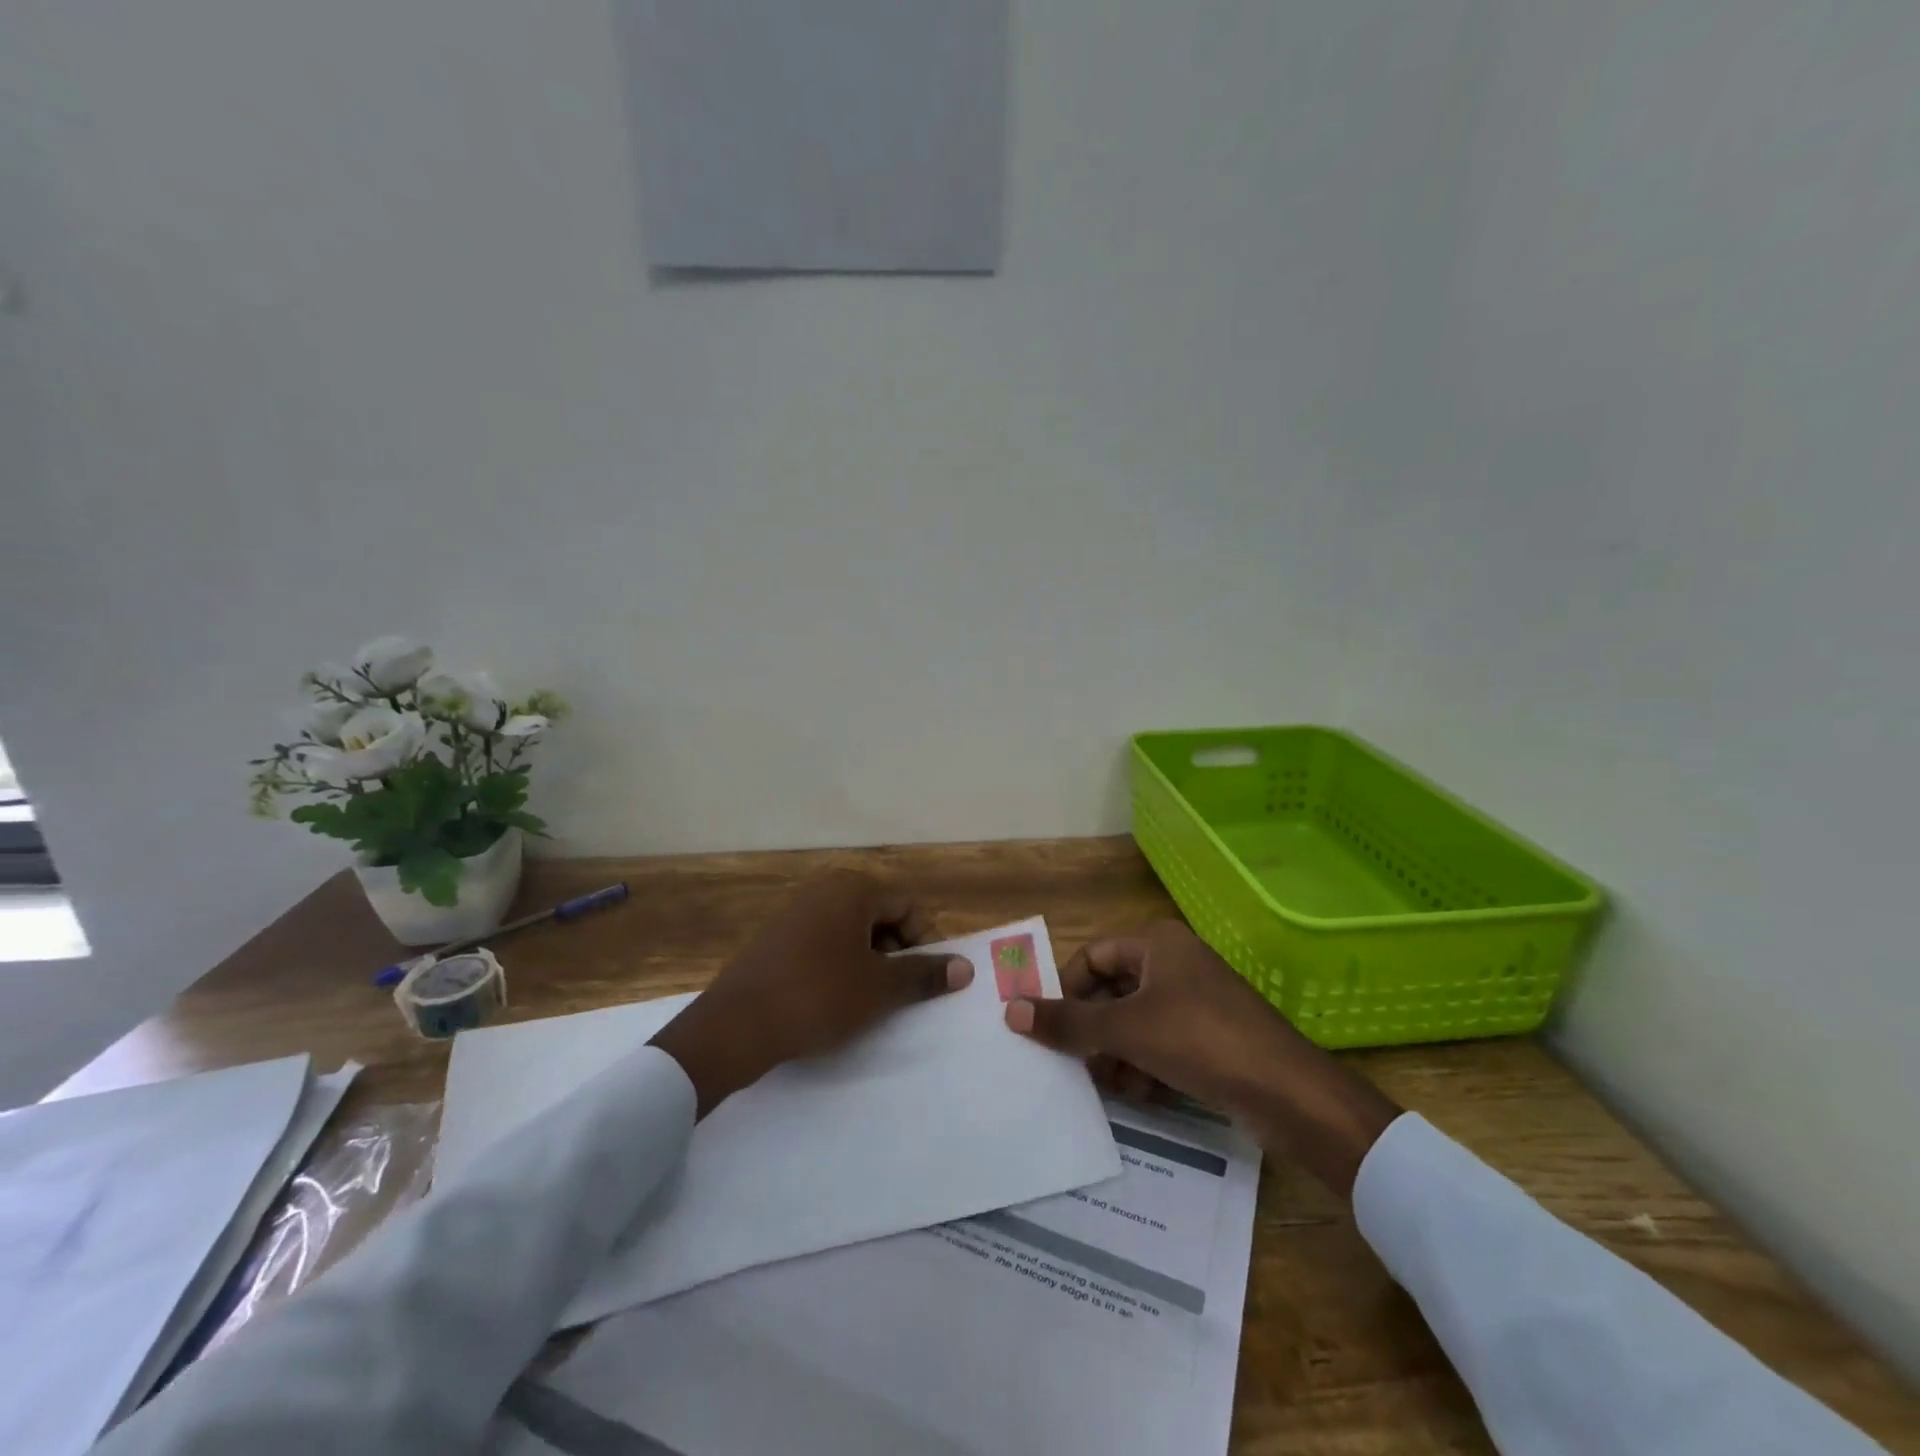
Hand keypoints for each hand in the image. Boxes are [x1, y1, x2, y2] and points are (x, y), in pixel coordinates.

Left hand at [650, 870, 972, 1116]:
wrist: (734, 1026)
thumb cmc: (818, 997)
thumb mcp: (879, 989)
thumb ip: (924, 974)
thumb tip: (965, 968)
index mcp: (852, 890)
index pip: (908, 906)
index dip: (925, 942)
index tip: (925, 980)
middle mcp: (823, 890)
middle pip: (880, 915)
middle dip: (897, 952)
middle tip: (897, 993)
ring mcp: (794, 912)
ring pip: (850, 932)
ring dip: (869, 962)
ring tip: (867, 1001)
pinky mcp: (774, 939)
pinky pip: (822, 943)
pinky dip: (838, 966)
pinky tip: (832, 1000)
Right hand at [1004, 921, 1401, 1197]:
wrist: (1287, 1092)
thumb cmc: (1199, 1039)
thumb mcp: (1126, 1030)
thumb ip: (1068, 1022)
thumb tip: (1012, 1009)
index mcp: (1156, 943)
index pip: (1091, 957)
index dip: (1067, 990)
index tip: (1049, 1027)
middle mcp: (1174, 964)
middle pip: (1113, 992)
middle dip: (1093, 1031)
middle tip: (1074, 1063)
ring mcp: (1195, 1001)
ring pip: (1135, 1023)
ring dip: (1117, 1054)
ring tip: (1113, 1085)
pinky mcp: (1210, 1037)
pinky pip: (1161, 1044)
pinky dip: (1146, 1066)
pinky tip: (1145, 1094)